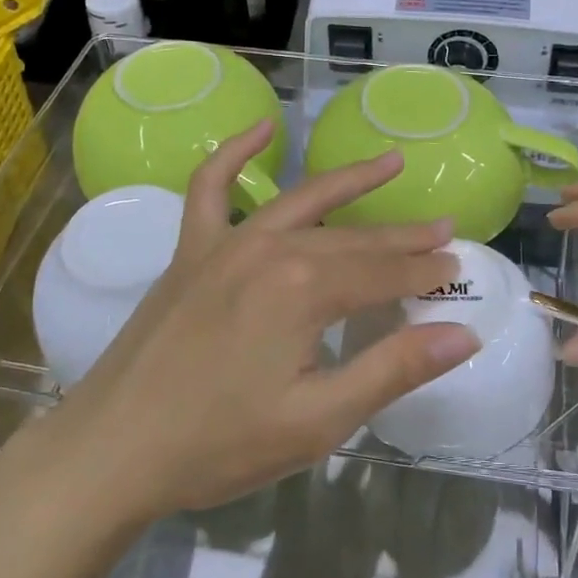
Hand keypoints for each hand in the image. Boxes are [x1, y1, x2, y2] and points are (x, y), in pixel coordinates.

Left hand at [17, 121, 478, 520]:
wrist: (114, 450)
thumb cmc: (220, 443)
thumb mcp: (319, 419)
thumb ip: (393, 369)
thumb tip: (464, 335)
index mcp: (305, 289)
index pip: (384, 274)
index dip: (425, 273)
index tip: (457, 268)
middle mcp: (271, 248)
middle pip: (353, 238)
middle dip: (402, 237)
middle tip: (444, 229)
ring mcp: (226, 242)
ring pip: (303, 204)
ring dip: (349, 182)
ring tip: (390, 161)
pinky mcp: (191, 249)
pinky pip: (212, 186)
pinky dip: (236, 153)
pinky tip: (262, 127)